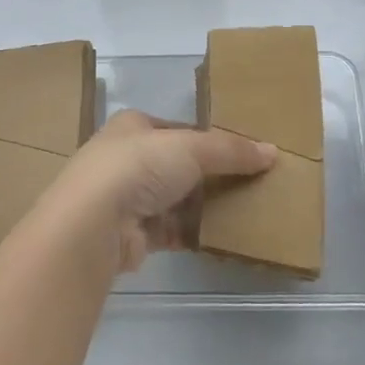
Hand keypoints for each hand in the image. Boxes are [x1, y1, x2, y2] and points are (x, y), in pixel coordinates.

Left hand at [34, 109, 276, 272]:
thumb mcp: (190, 147)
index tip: (241, 153)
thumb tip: (272, 151)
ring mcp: (126, 198)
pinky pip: (171, 231)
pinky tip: (221, 238)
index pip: (178, 129)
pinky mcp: (131, 235)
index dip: (208, 139)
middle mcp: (126, 158)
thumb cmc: (138, 167)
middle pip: (178, 165)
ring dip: (203, 207)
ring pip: (175, 199)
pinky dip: (193, 233)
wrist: (92, 224)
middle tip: (249, 184)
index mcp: (133, 126)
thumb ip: (230, 150)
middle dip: (209, 176)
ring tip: (244, 211)